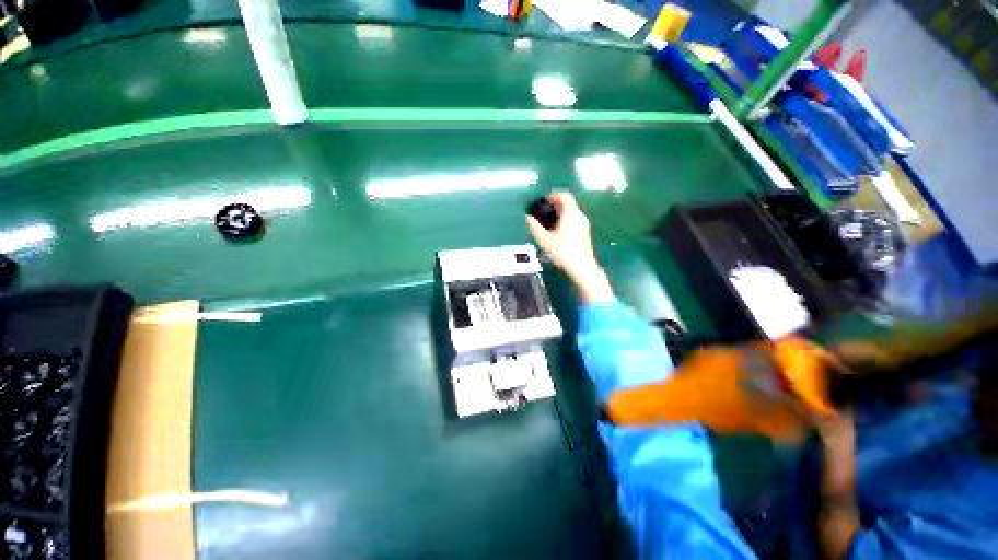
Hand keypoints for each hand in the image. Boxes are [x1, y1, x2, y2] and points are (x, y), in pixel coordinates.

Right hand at [526, 193, 614, 303]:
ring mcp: (584, 225)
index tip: (544, 201)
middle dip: (555, 205)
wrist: (582, 268)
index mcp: (571, 214)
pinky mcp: (585, 233)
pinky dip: (565, 220)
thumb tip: (528, 218)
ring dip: (560, 213)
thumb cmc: (563, 253)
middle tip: (543, 212)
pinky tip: (557, 231)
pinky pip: (574, 220)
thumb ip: (535, 228)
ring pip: (571, 213)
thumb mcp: (545, 241)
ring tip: (548, 222)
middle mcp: (579, 216)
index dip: (553, 196)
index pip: (564, 196)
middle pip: (568, 204)